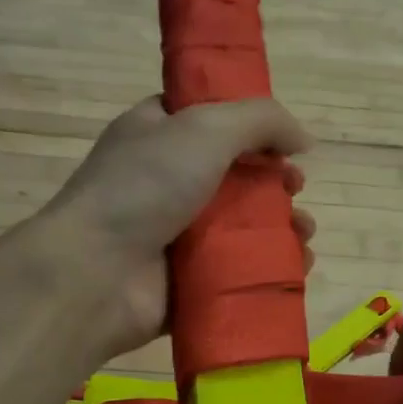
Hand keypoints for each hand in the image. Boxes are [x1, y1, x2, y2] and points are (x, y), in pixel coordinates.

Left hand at [38, 96, 316, 355]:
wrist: (98, 272)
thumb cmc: (146, 187)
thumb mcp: (205, 128)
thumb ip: (261, 121)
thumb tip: (304, 140)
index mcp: (157, 136)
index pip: (209, 122)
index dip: (252, 129)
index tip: (284, 143)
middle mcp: (165, 183)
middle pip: (235, 177)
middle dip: (275, 183)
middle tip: (295, 190)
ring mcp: (176, 236)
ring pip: (243, 227)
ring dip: (282, 228)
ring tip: (304, 235)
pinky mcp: (188, 282)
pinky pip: (238, 271)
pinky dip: (270, 268)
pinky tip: (297, 266)